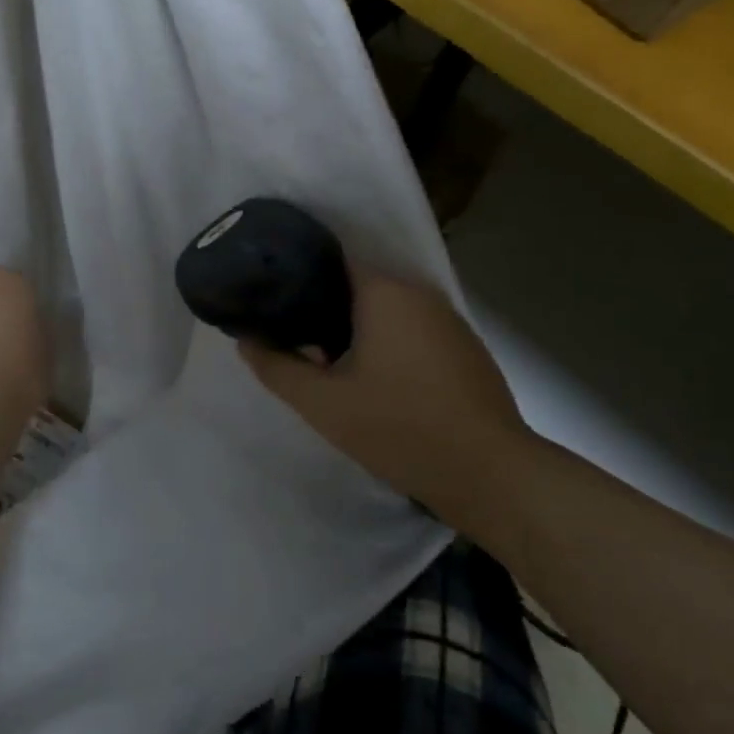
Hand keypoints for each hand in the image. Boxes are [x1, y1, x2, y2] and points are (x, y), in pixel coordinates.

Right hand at [237, 268, 530, 508]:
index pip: (331, 260)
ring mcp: (448, 319)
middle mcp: (419, 292)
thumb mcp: (323, 404)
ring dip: (356, 329)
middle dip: (323, 308)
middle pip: (358, 286)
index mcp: (385, 292)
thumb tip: (245, 340)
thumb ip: (277, 368)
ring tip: (326, 361)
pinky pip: (412, 330)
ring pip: (386, 310)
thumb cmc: (399, 428)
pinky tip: (375, 379)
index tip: (271, 300)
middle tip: (292, 339)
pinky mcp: (465, 347)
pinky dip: (387, 343)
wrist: (488, 473)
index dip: (297, 276)